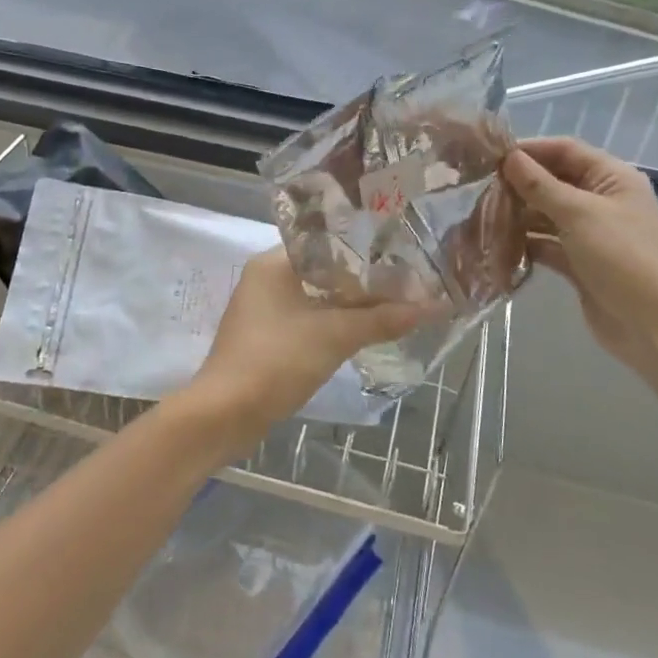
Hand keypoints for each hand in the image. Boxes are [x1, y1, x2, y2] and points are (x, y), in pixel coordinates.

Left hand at [187, 249, 431, 447]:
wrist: (224, 415)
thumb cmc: (276, 361)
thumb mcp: (334, 336)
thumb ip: (381, 319)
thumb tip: (432, 307)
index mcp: (273, 263)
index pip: (327, 242)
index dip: (365, 248)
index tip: (400, 253)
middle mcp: (265, 278)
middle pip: (324, 269)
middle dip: (362, 279)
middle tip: (404, 280)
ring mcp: (263, 309)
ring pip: (316, 296)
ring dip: (349, 303)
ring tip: (393, 302)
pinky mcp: (265, 337)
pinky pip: (306, 318)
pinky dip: (332, 321)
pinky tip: (362, 328)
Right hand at [502, 138, 657, 383]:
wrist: (654, 326)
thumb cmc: (621, 257)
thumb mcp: (578, 214)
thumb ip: (540, 185)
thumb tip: (509, 157)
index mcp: (612, 178)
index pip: (565, 150)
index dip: (529, 150)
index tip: (490, 155)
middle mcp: (602, 200)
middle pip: (554, 181)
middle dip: (519, 184)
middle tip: (479, 188)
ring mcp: (591, 233)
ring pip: (547, 214)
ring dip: (518, 215)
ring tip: (482, 216)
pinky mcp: (580, 262)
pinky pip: (547, 243)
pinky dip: (526, 242)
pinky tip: (498, 244)